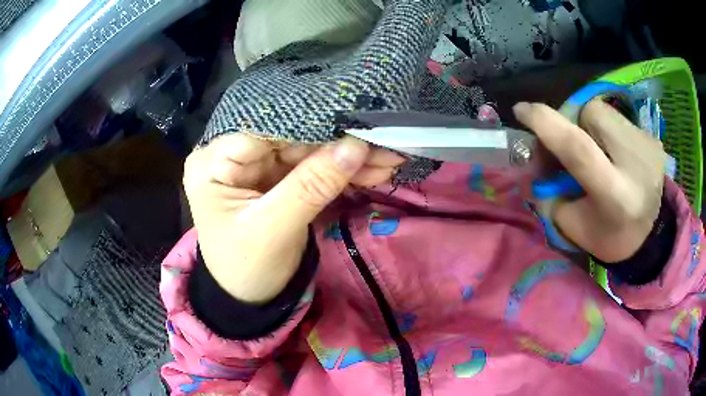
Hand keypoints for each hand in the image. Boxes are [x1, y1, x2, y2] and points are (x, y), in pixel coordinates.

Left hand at [183, 134, 404, 303]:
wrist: (249, 297)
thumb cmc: (246, 268)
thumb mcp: (274, 230)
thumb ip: (311, 186)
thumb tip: (355, 146)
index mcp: (213, 163)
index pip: (264, 129)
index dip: (312, 126)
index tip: (357, 125)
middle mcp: (232, 155)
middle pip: (290, 137)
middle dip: (338, 144)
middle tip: (384, 143)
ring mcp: (257, 165)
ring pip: (308, 151)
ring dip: (348, 157)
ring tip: (388, 158)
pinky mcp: (277, 177)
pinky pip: (313, 167)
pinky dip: (343, 171)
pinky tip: (374, 170)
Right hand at [514, 100, 665, 262]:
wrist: (651, 234)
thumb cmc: (610, 235)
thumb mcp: (574, 225)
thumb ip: (550, 194)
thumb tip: (531, 164)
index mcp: (615, 195)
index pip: (578, 149)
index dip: (547, 125)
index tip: (521, 110)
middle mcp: (635, 163)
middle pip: (588, 115)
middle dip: (569, 123)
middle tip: (567, 145)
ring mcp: (646, 145)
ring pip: (602, 110)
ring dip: (588, 125)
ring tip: (596, 150)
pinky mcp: (652, 137)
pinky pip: (616, 117)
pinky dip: (606, 129)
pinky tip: (614, 152)